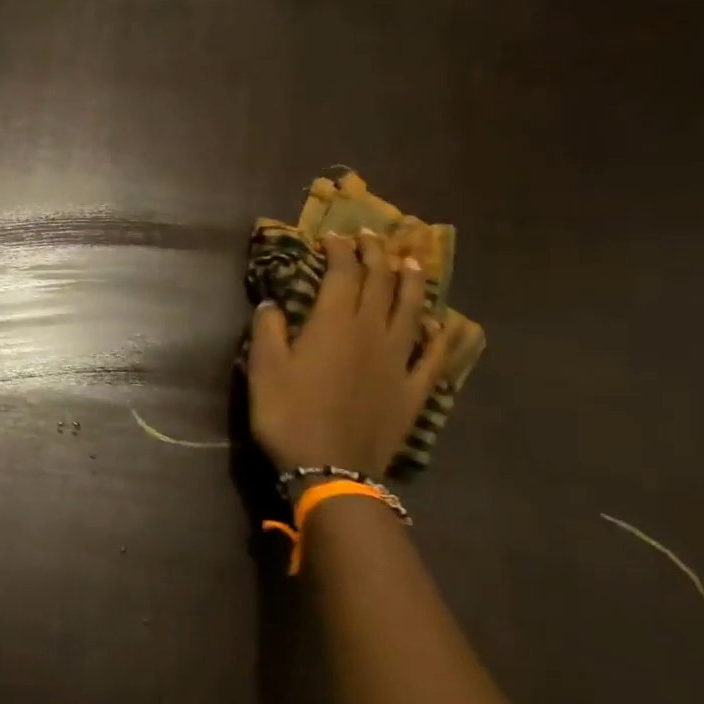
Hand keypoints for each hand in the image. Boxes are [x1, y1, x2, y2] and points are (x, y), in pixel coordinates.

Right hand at [246, 232, 458, 477]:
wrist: (331, 467)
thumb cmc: (289, 415)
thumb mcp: (264, 370)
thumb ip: (268, 330)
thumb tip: (271, 303)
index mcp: (334, 323)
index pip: (343, 274)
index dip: (340, 251)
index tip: (335, 236)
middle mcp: (372, 332)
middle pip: (380, 284)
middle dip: (375, 255)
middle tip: (371, 238)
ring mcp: (399, 360)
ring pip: (411, 310)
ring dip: (411, 282)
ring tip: (411, 262)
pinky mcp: (413, 389)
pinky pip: (433, 355)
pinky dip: (439, 334)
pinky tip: (440, 322)